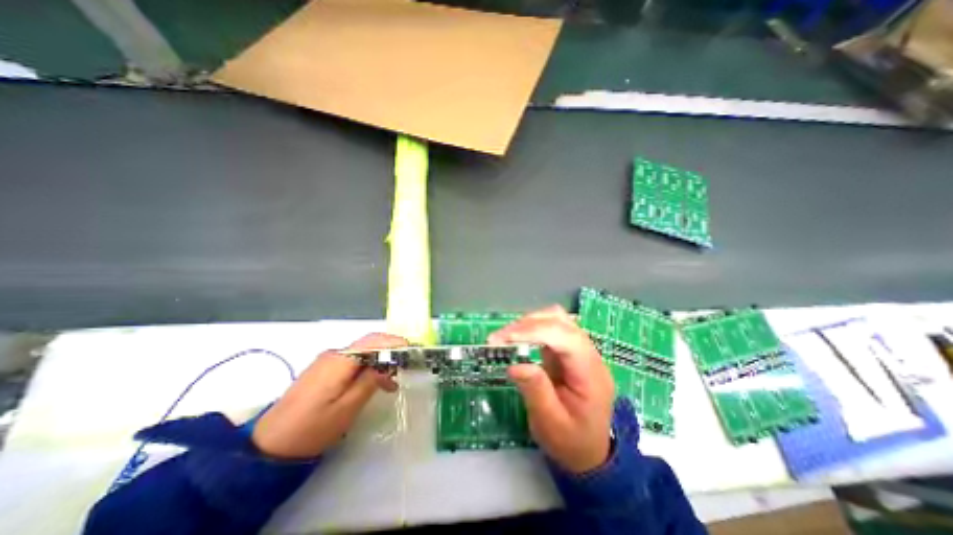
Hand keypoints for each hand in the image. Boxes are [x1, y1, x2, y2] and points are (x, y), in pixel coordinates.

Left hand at [250, 333, 406, 456]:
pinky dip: (368, 366)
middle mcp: (334, 354)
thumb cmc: (312, 428)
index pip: (373, 341)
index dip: (395, 342)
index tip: (412, 350)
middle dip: (390, 350)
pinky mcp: (324, 370)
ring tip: (393, 380)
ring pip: (362, 352)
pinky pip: (353, 360)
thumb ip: (370, 381)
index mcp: (340, 361)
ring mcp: (327, 361)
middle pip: (369, 343)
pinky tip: (374, 381)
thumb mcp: (347, 407)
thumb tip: (388, 365)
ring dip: (380, 360)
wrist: (270, 445)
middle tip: (406, 364)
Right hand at [487, 306, 613, 471]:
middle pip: (561, 321)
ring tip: (506, 337)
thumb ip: (536, 391)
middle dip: (527, 324)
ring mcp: (580, 349)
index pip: (566, 338)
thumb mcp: (551, 424)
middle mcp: (589, 354)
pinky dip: (531, 328)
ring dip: (528, 323)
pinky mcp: (569, 349)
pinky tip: (517, 339)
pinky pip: (551, 328)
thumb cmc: (571, 441)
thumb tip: (515, 365)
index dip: (535, 331)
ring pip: (556, 318)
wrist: (590, 450)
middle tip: (499, 338)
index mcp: (590, 373)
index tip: (506, 338)